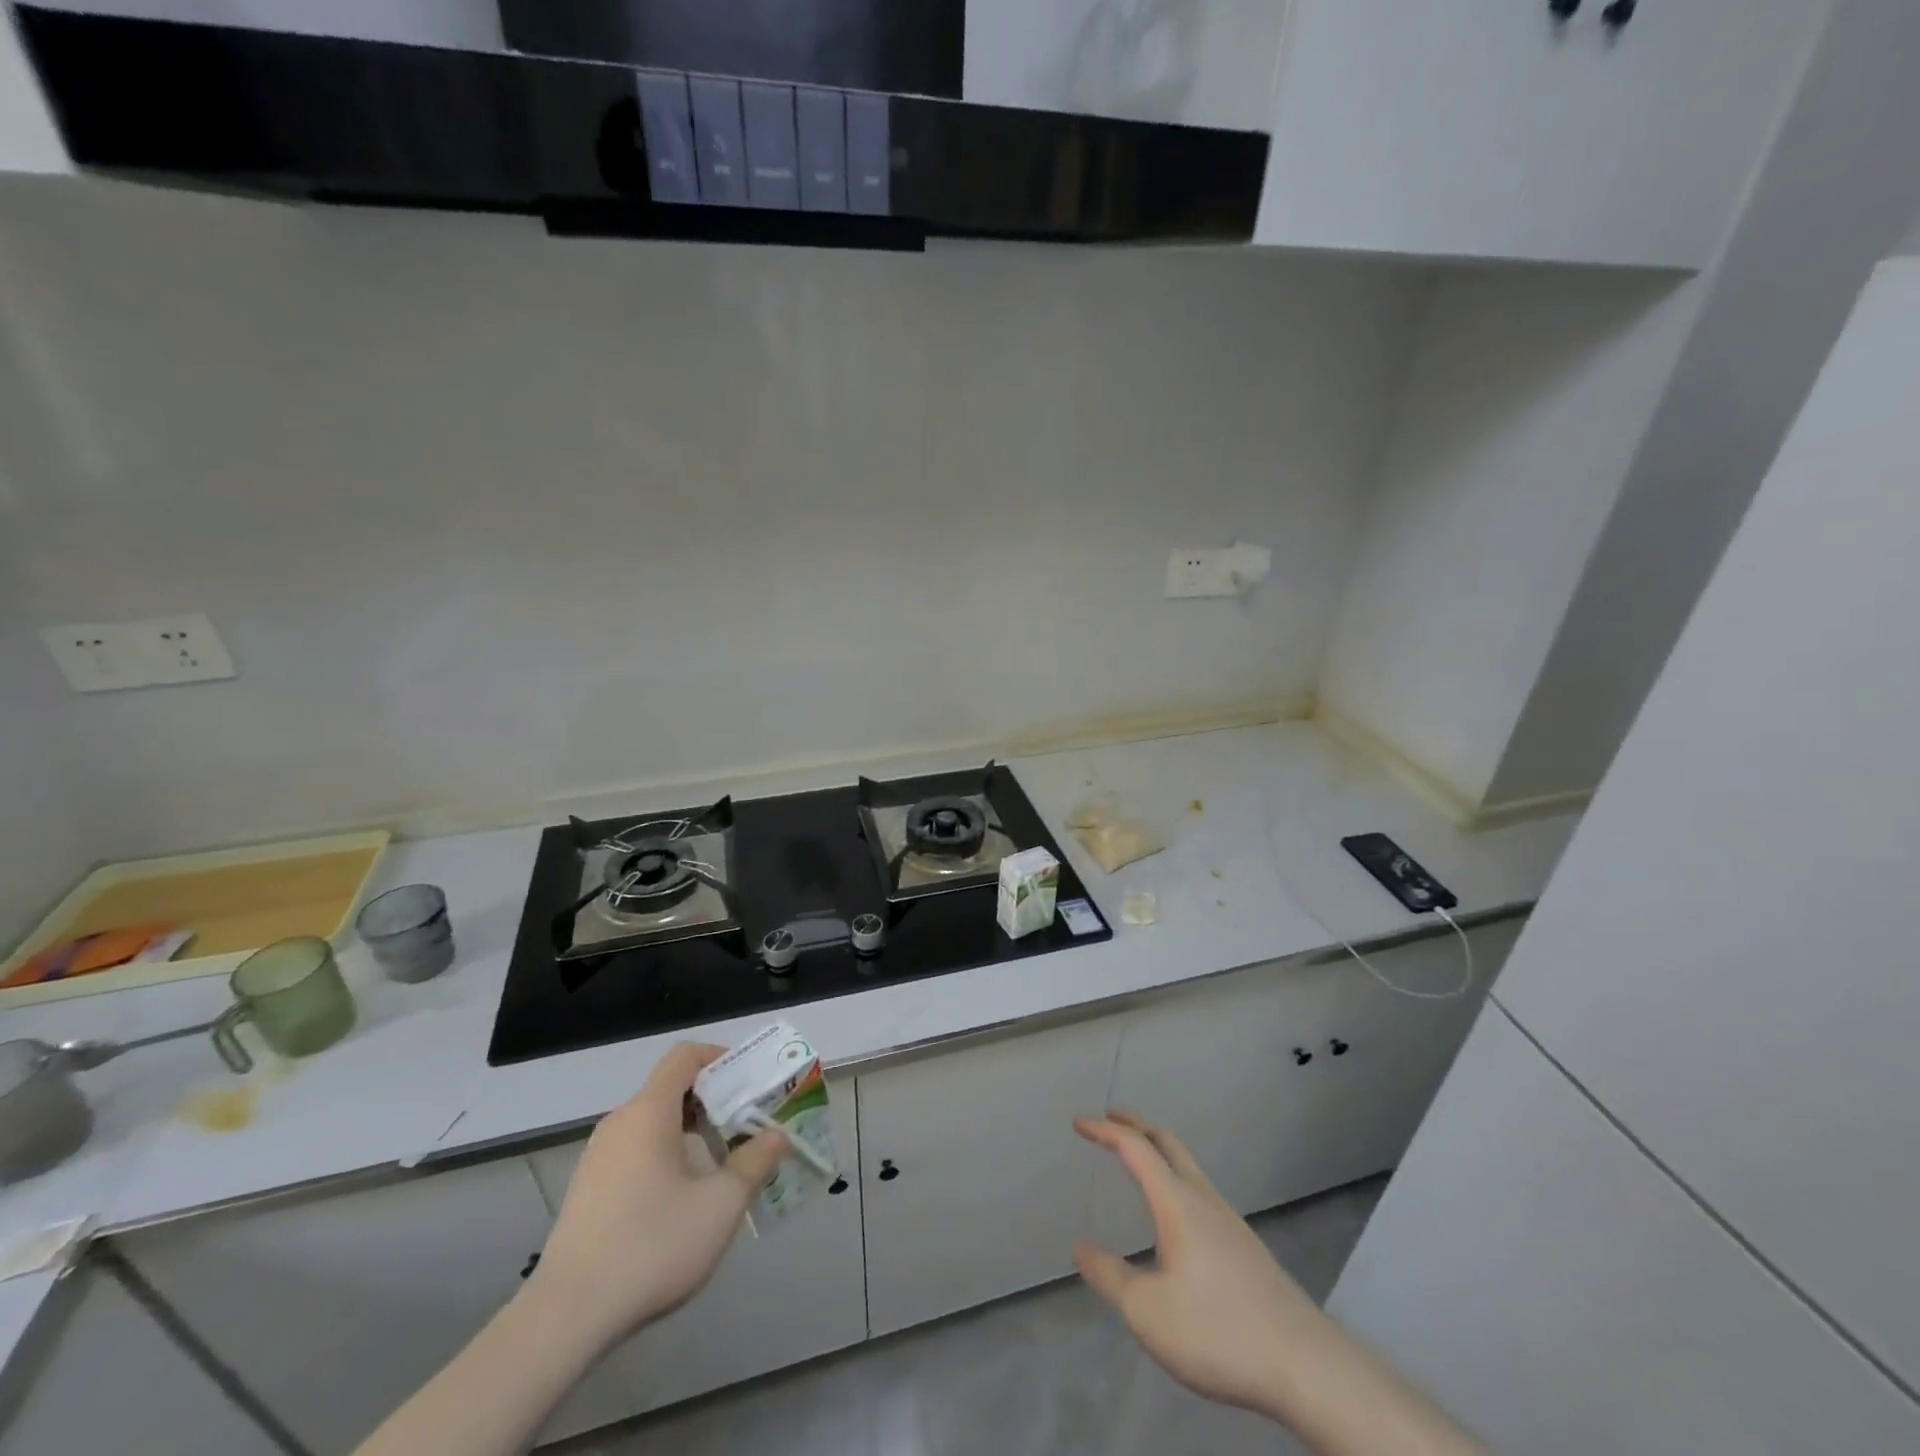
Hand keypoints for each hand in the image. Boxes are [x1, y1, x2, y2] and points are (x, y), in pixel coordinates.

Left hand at [528, 1042, 787, 1353]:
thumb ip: (754, 1163)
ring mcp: (598, 1156)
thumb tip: (777, 1136)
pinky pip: (635, 1149)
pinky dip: (664, 1153)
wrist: (566, 1317)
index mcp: (649, 1112)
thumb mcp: (720, 1205)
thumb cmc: (651, 1246)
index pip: (684, 1056)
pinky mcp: (587, 1188)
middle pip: (670, 1088)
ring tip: (720, 1161)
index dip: (719, 1057)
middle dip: (712, 1099)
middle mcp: (620, 1122)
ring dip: (689, 1129)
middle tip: (745, 1123)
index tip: (748, 1080)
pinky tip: (680, 1197)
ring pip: (652, 1121)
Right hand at [1073, 1111, 1328, 1419]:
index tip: (1079, 1122)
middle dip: (1137, 1125)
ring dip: (1159, 1151)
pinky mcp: (1245, 1247)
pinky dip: (1176, 1179)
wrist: (1305, 1366)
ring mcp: (1229, 1221)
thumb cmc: (1218, 1330)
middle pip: (1168, 1143)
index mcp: (1177, 1203)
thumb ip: (1109, 1276)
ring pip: (1188, 1167)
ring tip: (1139, 1161)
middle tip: (1110, 1117)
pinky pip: (1201, 1192)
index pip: (1136, 1148)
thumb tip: (1080, 1246)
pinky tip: (1175, 1218)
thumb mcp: (1147, 1311)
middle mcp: (1204, 1199)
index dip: (1104, 1131)